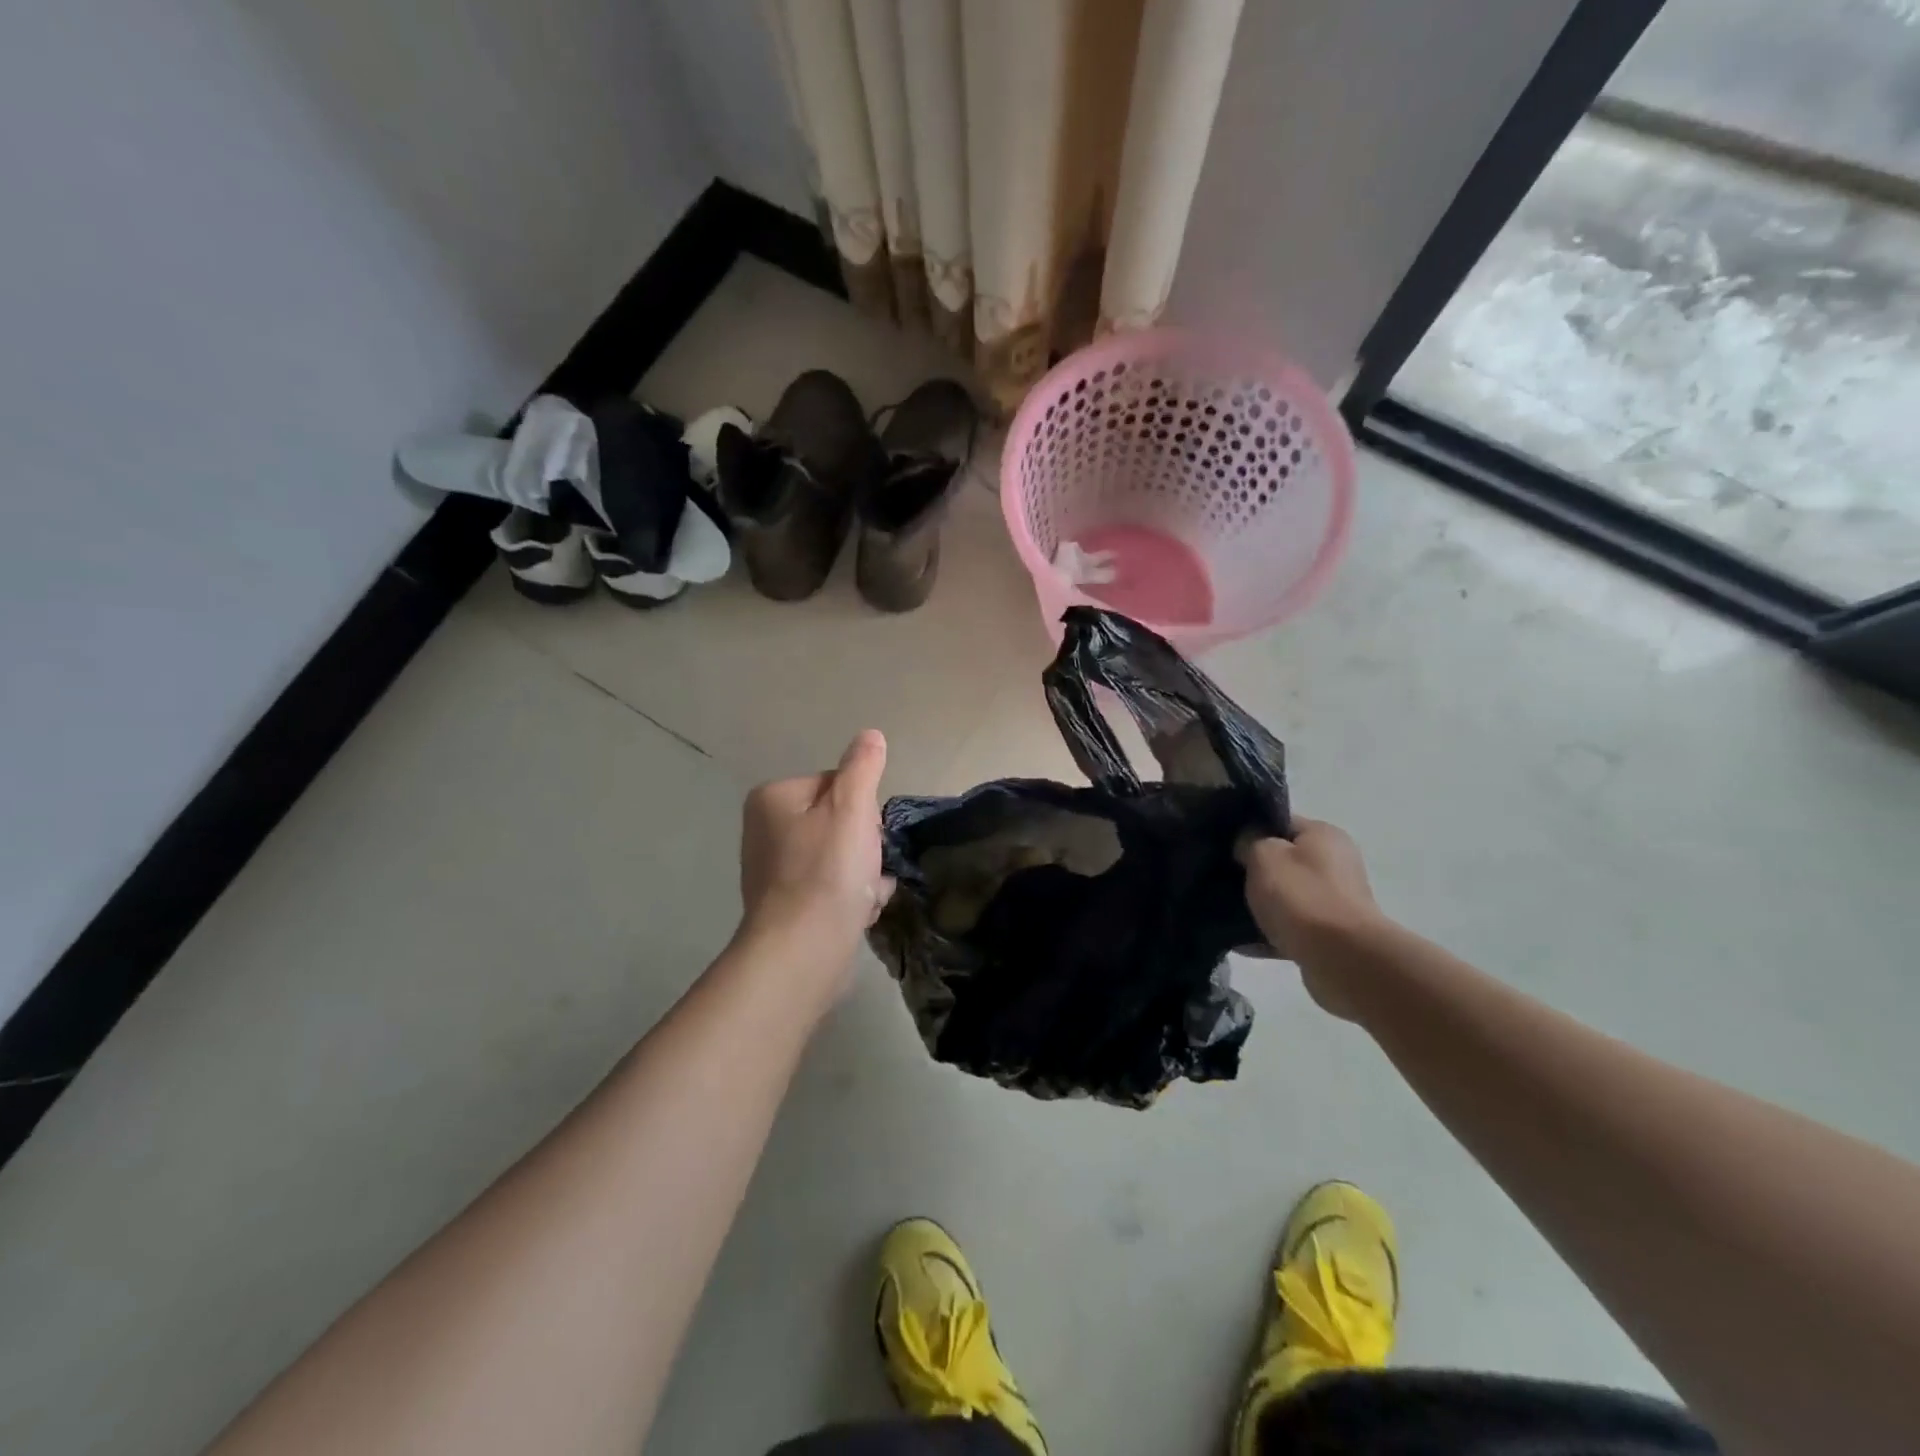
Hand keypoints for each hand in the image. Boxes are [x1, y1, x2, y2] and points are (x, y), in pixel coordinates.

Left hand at [736, 730, 894, 988]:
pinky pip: (831, 887)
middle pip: (839, 821)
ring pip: (840, 857)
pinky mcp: (786, 904)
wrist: (803, 950)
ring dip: (864, 874)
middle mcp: (765, 829)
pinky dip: (850, 897)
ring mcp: (773, 870)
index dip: (863, 809)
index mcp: (773, 798)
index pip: (836, 784)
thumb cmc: (828, 871)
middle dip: (864, 845)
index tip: (867, 836)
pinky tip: (858, 912)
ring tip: (865, 896)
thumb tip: (870, 735)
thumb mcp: (852, 808)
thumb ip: (863, 767)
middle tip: (867, 869)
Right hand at [1240, 818, 1384, 1020]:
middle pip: (1282, 861)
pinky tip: (1242, 943)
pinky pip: (1290, 928)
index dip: (1249, 831)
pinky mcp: (1329, 936)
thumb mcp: (1264, 855)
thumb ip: (1249, 841)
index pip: (1280, 823)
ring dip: (1260, 905)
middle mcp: (1335, 864)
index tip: (1224, 845)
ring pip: (1285, 897)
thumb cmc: (1302, 896)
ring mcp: (1334, 902)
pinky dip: (1269, 934)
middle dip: (1252, 872)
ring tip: (1226, 914)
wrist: (1342, 959)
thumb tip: (1246, 843)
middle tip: (1221, 879)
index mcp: (1324, 836)